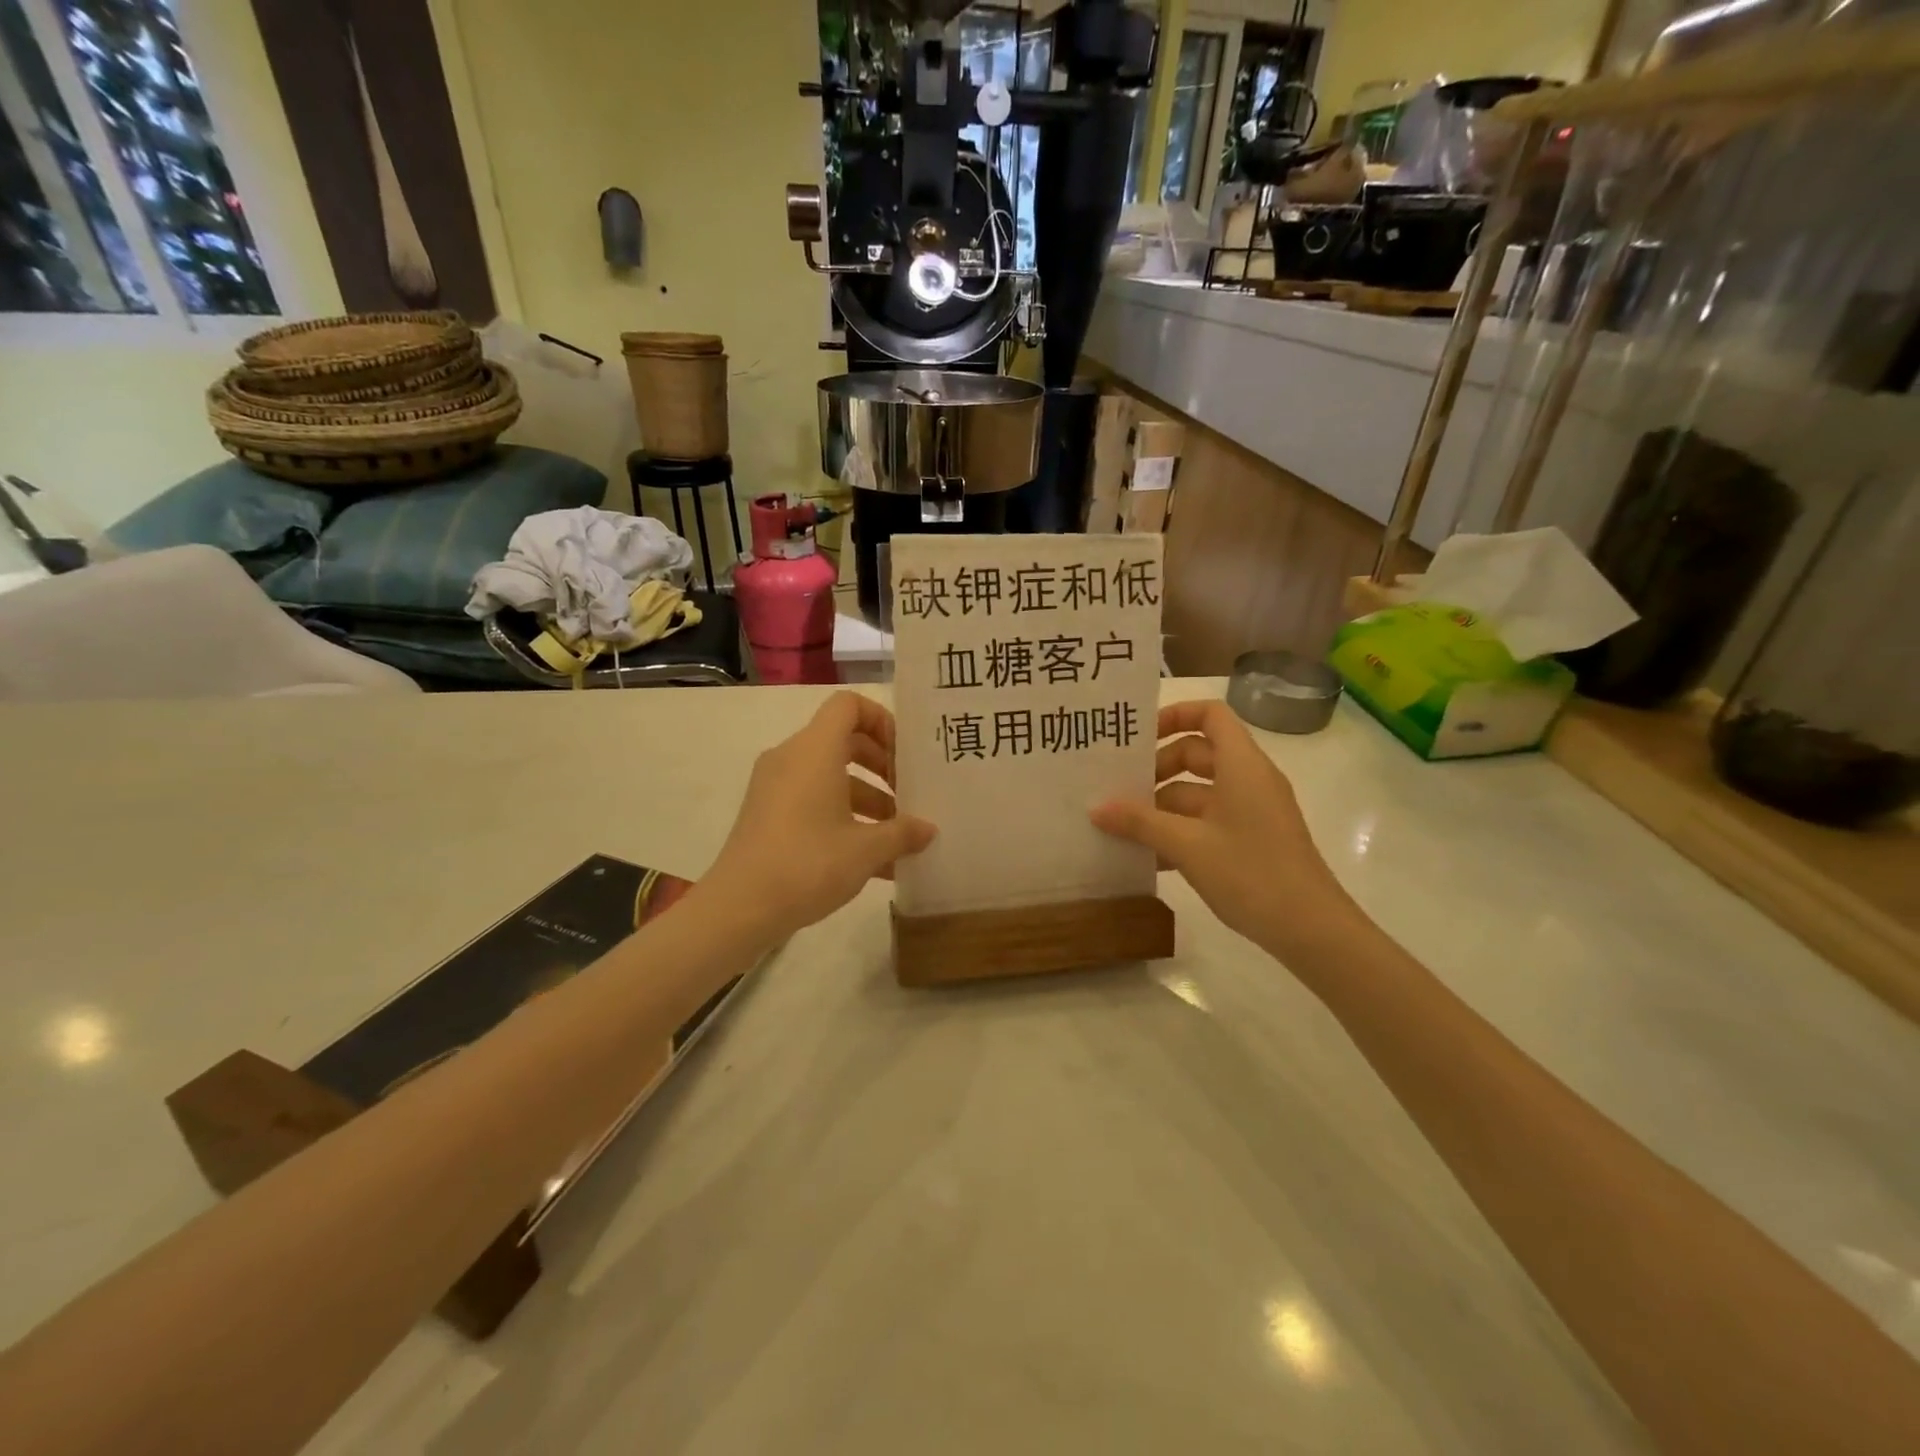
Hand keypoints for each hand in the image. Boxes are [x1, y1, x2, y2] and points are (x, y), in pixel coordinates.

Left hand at [707, 692, 935, 941]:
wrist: (739, 908)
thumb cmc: (808, 864)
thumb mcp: (867, 850)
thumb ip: (903, 833)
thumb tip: (929, 829)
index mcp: (814, 750)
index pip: (848, 705)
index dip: (882, 720)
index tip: (905, 755)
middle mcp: (791, 758)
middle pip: (844, 741)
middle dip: (882, 766)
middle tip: (909, 795)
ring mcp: (774, 787)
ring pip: (830, 777)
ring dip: (867, 799)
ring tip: (898, 838)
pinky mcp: (767, 815)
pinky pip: (812, 801)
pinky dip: (843, 818)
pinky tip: (873, 862)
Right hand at [1091, 699, 1355, 956]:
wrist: (1311, 930)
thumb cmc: (1250, 873)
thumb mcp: (1187, 845)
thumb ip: (1140, 822)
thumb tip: (1096, 808)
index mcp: (1241, 765)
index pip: (1210, 715)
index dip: (1174, 715)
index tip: (1138, 738)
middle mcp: (1248, 779)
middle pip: (1197, 754)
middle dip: (1157, 769)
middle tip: (1120, 791)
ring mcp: (1251, 811)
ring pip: (1198, 792)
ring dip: (1162, 806)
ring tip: (1122, 827)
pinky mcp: (1250, 839)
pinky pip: (1207, 821)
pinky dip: (1179, 830)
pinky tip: (1149, 856)